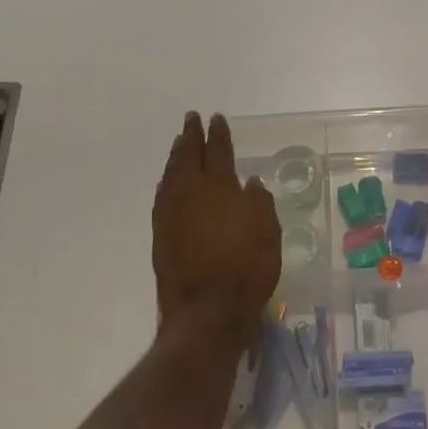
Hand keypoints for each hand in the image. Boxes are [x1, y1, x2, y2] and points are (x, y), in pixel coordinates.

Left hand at [152, 112, 280, 332]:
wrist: (207, 310)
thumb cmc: (246, 266)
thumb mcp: (267, 230)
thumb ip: (259, 202)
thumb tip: (250, 182)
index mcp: (219, 185)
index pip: (219, 150)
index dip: (218, 133)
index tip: (216, 118)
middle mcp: (190, 192)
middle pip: (188, 155)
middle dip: (191, 136)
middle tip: (191, 119)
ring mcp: (170, 213)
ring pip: (171, 174)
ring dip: (176, 156)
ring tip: (179, 144)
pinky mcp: (160, 234)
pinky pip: (162, 195)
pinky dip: (167, 181)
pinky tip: (169, 181)